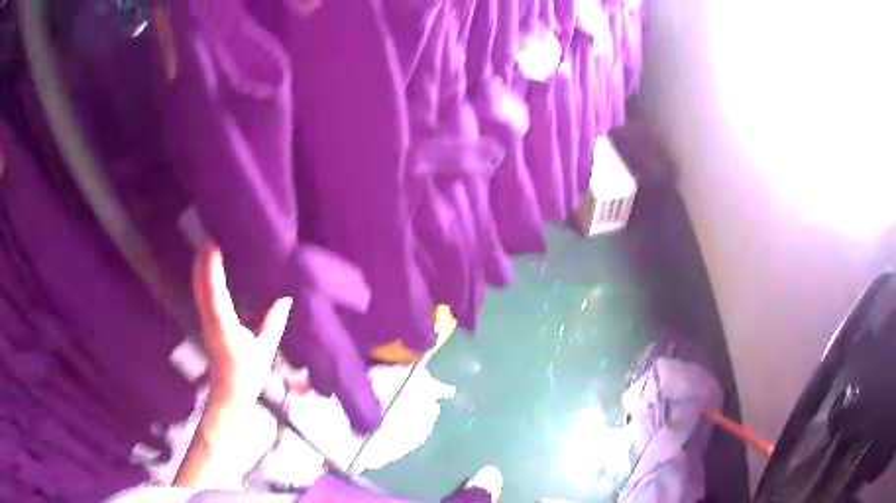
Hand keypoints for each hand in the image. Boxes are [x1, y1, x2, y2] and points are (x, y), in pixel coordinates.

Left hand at [193, 245, 292, 408]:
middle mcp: (211, 322)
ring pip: (197, 289)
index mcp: (225, 329)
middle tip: (210, 233)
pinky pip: (200, 294)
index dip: (212, 269)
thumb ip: (274, 323)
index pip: (215, 294)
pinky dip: (202, 277)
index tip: (212, 245)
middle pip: (200, 286)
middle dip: (202, 260)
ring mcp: (205, 322)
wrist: (228, 394)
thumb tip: (286, 297)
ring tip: (207, 243)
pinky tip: (206, 267)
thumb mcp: (265, 351)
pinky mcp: (205, 322)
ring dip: (200, 266)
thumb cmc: (248, 375)